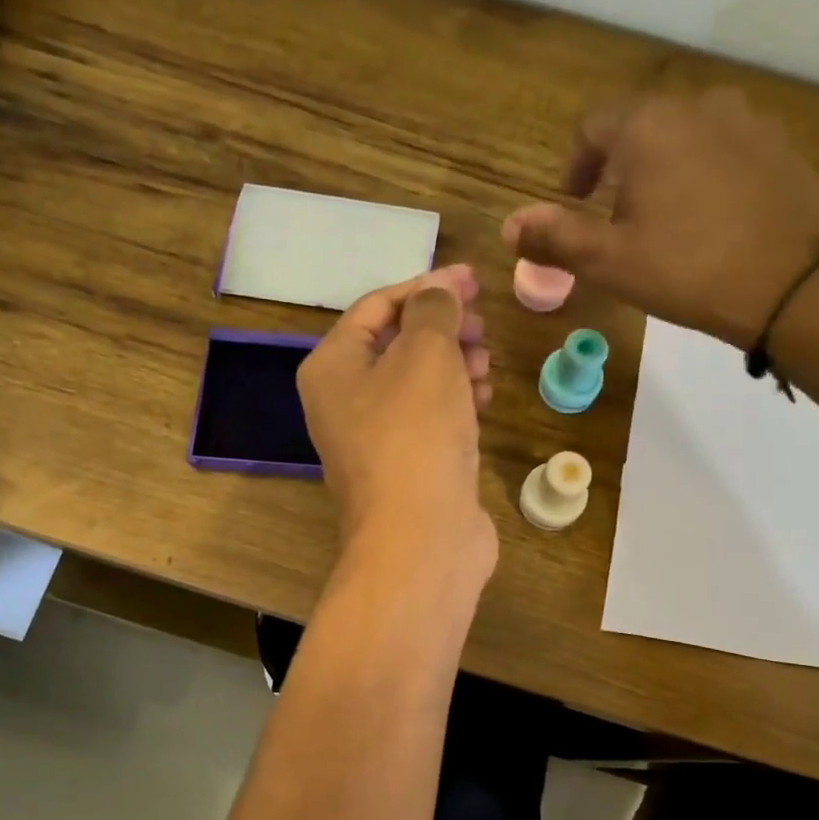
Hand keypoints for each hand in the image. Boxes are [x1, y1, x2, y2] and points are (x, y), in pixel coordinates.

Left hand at [297, 264, 496, 576]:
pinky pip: (428, 419)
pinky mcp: (405, 467)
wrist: (420, 539)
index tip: (474, 280)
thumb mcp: (425, 354)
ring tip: (485, 362)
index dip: (426, 285)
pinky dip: (455, 402)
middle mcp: (344, 401)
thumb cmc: (415, 435)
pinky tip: (483, 399)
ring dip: (453, 364)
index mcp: (333, 366)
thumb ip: (434, 311)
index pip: (377, 306)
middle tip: (482, 325)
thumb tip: (439, 294)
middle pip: (396, 344)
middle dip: (443, 327)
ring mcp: (374, 439)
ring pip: (416, 383)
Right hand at [503, 89, 818, 348]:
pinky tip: (711, 219)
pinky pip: (725, 148)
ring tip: (664, 220)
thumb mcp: (609, 261)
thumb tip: (510, 225)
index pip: (594, 126)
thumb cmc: (688, 268)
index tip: (574, 201)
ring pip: (686, 136)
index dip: (576, 164)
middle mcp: (697, 105)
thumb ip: (556, 238)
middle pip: (642, 126)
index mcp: (647, 126)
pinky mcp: (780, 145)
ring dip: (664, 168)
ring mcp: (746, 120)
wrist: (795, 282)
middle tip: (616, 219)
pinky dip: (705, 174)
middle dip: (620, 167)